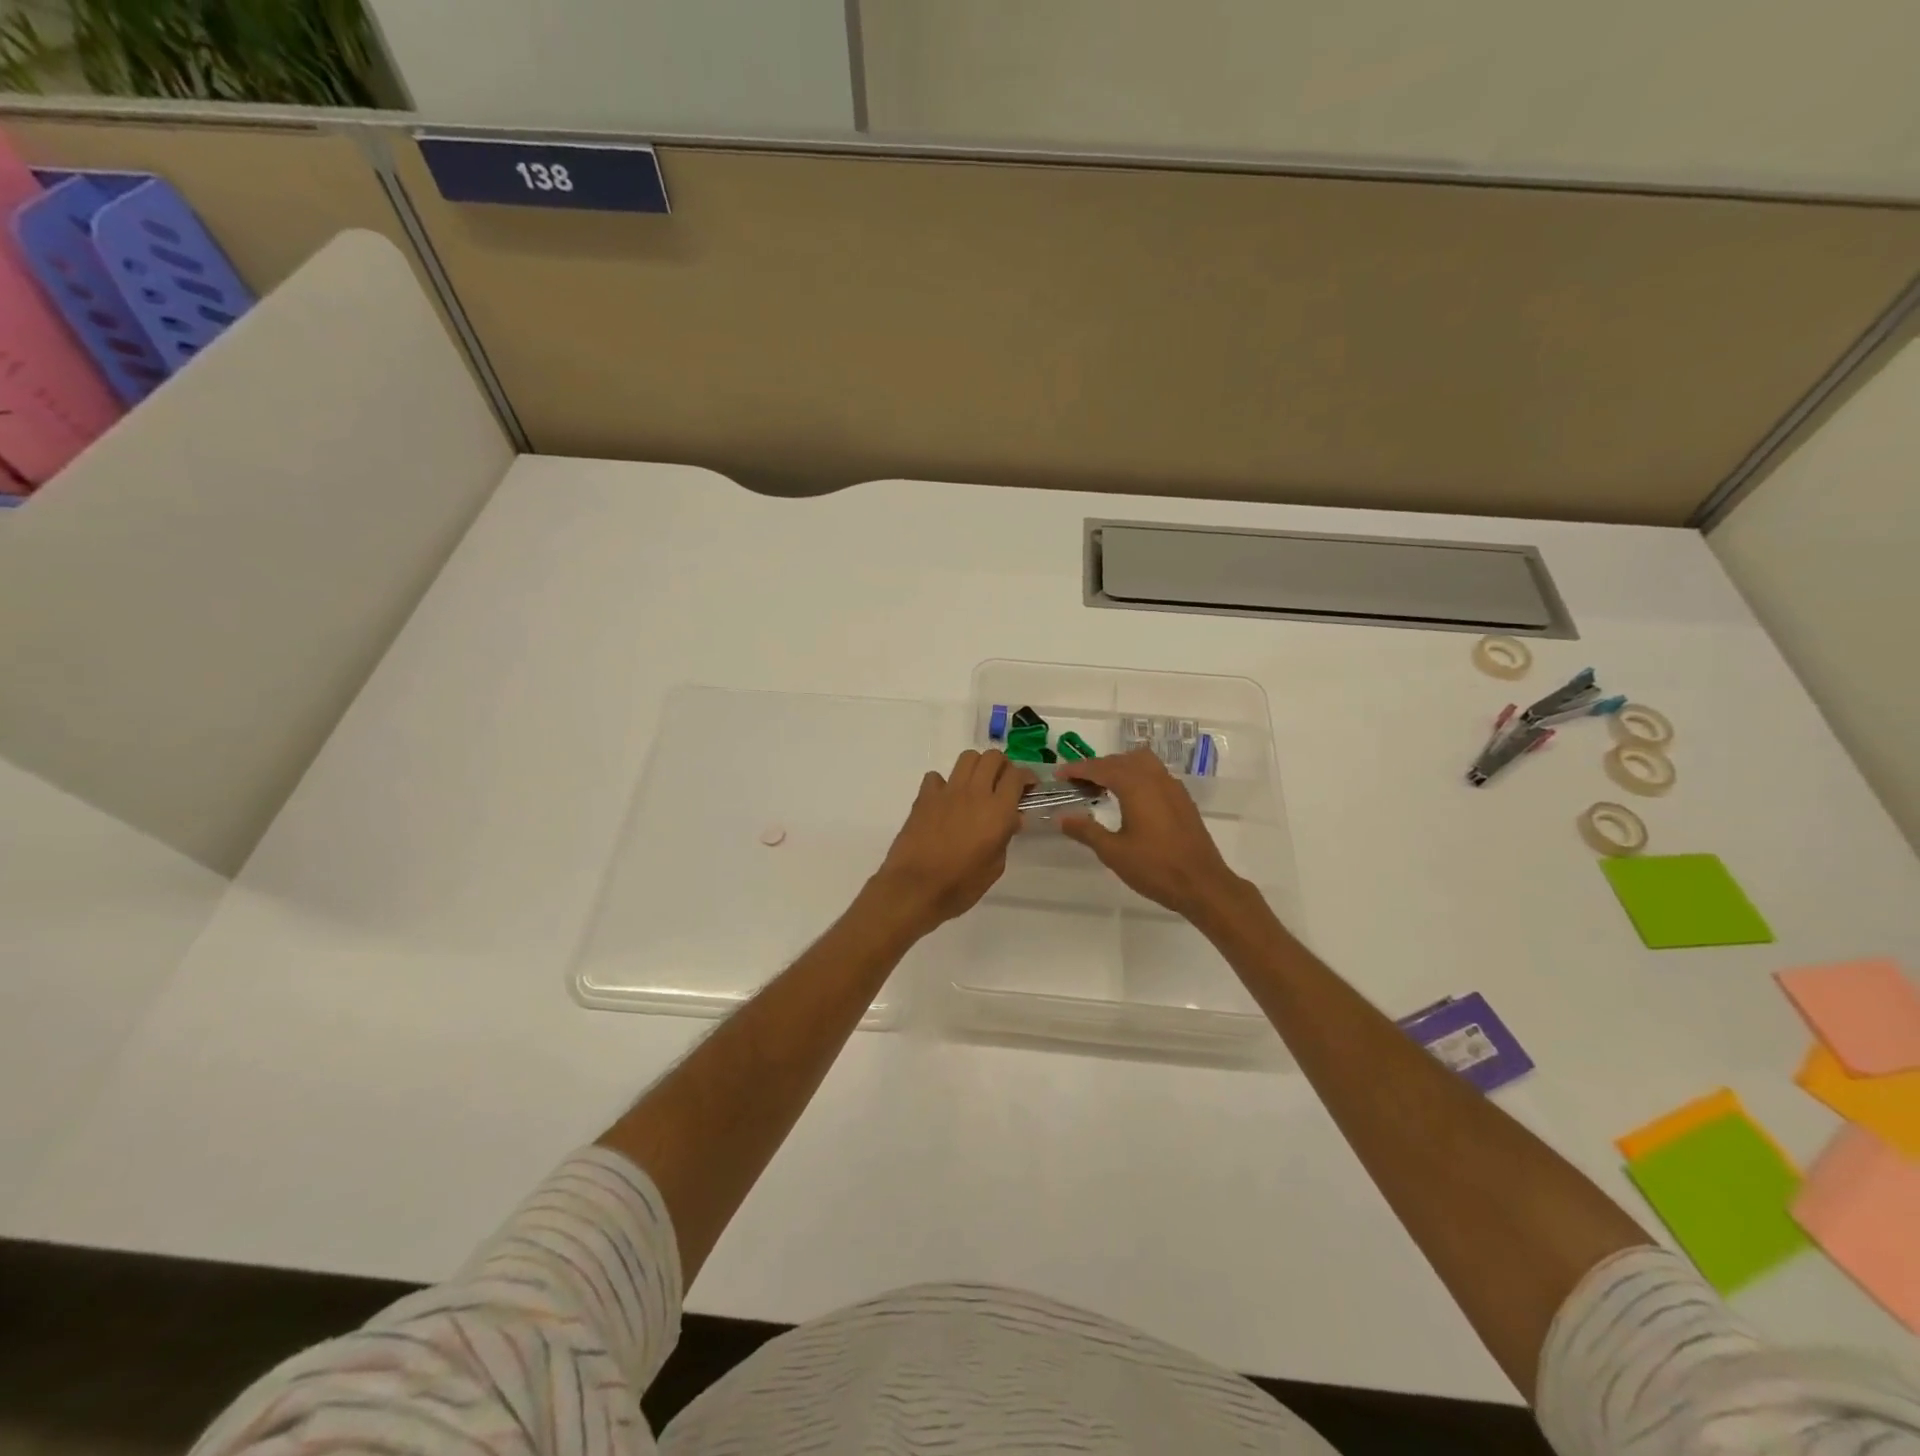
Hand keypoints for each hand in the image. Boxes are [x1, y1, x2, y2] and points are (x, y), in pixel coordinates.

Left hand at [871, 749, 1034, 937]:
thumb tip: (1010, 820)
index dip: (1027, 777)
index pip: (1017, 775)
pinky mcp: (924, 797)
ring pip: (967, 758)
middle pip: (993, 758)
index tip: (1029, 788)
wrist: (915, 888)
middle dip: (1003, 767)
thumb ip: (1005, 837)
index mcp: (998, 810)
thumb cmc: (961, 885)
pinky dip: (945, 784)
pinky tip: (946, 801)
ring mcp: (947, 791)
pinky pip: (937, 777)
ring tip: (977, 786)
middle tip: (1003, 785)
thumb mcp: (995, 866)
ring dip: (977, 767)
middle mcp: (975, 793)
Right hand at [1059, 750, 1249, 920]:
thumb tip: (1062, 817)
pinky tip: (1130, 799)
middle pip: (1121, 760)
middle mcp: (1155, 779)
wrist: (1203, 885)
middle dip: (1097, 767)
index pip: (1101, 767)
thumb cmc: (1155, 868)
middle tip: (1077, 783)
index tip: (1059, 775)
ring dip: (1119, 767)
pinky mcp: (1183, 800)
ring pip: (1142, 762)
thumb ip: (1086, 830)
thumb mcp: (1113, 852)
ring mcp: (1173, 788)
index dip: (1077, 769)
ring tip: (1102, 786)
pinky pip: (1155, 774)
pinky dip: (1137, 776)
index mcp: (1136, 786)